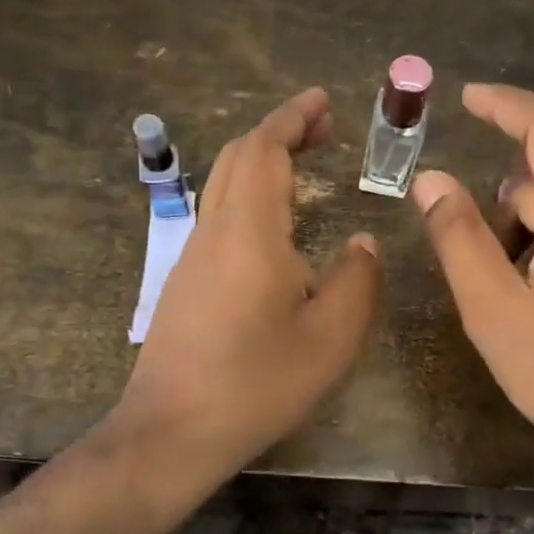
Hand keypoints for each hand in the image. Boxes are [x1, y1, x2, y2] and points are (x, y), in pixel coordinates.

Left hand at [116, 88, 382, 489]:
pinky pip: (219, 217)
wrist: (171, 431)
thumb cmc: (256, 383)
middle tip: (322, 130)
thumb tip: (361, 244)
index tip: (322, 101)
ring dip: (262, 164)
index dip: (292, 117)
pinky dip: (250, 196)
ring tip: (304, 168)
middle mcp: (213, 231)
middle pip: (237, 158)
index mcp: (249, 231)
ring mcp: (192, 257)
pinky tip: (275, 230)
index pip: (264, 149)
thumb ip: (356, 281)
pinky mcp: (184, 283)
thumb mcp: (330, 338)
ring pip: (223, 186)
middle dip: (279, 132)